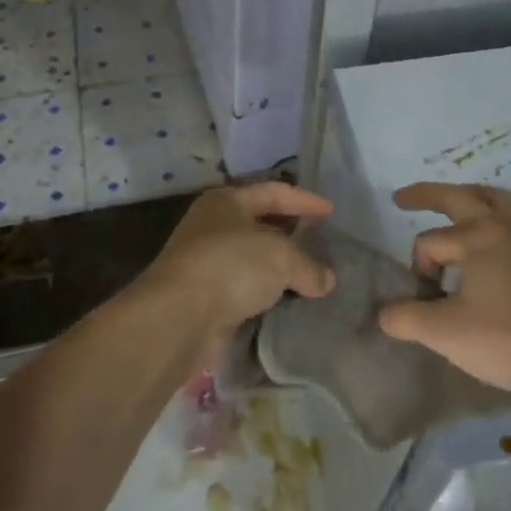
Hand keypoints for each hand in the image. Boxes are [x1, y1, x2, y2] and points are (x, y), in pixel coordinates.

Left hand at [146, 182, 334, 337]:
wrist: (179, 318)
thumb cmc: (231, 266)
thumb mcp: (282, 257)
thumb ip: (309, 265)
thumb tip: (326, 281)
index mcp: (227, 201)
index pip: (273, 192)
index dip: (305, 200)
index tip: (331, 212)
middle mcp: (213, 226)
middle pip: (262, 224)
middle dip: (293, 234)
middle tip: (323, 243)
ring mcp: (207, 263)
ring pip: (254, 260)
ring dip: (280, 269)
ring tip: (313, 276)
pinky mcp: (206, 298)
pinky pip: (246, 290)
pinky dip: (268, 294)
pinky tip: (291, 302)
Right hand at [377, 182, 510, 397]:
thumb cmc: (504, 339)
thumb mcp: (443, 333)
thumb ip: (406, 318)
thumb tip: (385, 314)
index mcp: (476, 237)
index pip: (429, 243)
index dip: (419, 270)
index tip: (425, 301)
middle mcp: (503, 228)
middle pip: (461, 198)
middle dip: (429, 195)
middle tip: (403, 199)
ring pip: (500, 202)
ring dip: (475, 198)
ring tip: (459, 205)